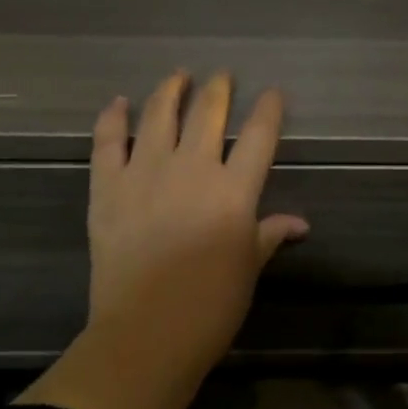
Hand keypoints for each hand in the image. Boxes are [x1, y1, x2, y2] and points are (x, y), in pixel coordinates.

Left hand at [85, 70, 307, 380]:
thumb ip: (269, 235)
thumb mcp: (248, 269)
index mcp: (233, 190)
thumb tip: (300, 223)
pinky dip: (112, 118)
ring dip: (171, 90)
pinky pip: (108, 142)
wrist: (146, 333)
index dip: (268, 110)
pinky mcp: (107, 187)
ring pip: (159, 115)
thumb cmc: (210, 307)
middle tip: (222, 75)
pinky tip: (118, 103)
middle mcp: (191, 169)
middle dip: (219, 89)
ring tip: (178, 75)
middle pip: (208, 114)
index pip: (258, 136)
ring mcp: (145, 173)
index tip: (273, 93)